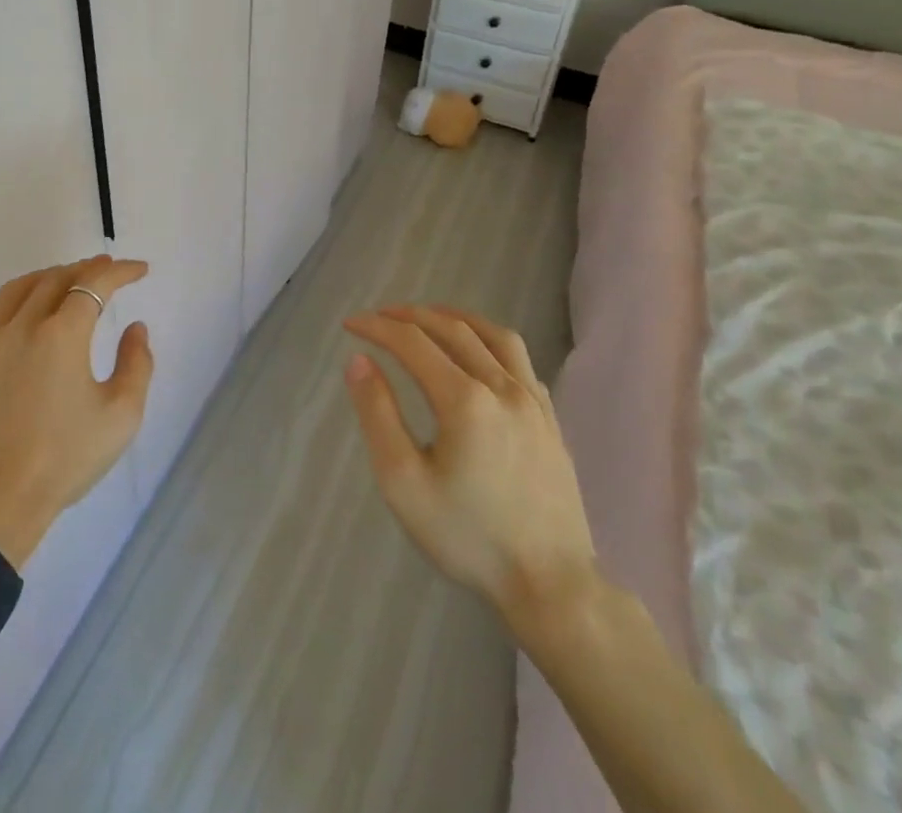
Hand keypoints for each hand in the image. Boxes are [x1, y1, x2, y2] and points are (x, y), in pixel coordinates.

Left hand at [0, 256, 152, 566]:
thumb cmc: (64, 459)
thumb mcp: (121, 416)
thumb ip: (137, 363)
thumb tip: (135, 328)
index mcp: (62, 333)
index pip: (95, 283)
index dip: (120, 271)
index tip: (140, 270)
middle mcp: (22, 325)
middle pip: (56, 278)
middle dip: (87, 269)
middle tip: (107, 271)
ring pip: (18, 289)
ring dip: (47, 276)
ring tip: (65, 280)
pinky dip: (10, 300)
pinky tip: (18, 309)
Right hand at [343, 304, 598, 647]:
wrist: (551, 586)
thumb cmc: (469, 537)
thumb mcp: (403, 482)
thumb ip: (378, 415)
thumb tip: (359, 360)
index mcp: (464, 400)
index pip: (412, 342)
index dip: (377, 327)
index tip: (349, 324)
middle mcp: (502, 387)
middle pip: (451, 329)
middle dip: (409, 316)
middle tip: (379, 317)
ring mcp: (533, 401)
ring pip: (493, 335)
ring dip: (454, 317)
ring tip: (427, 317)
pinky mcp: (550, 418)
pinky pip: (520, 359)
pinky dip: (489, 341)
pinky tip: (478, 353)